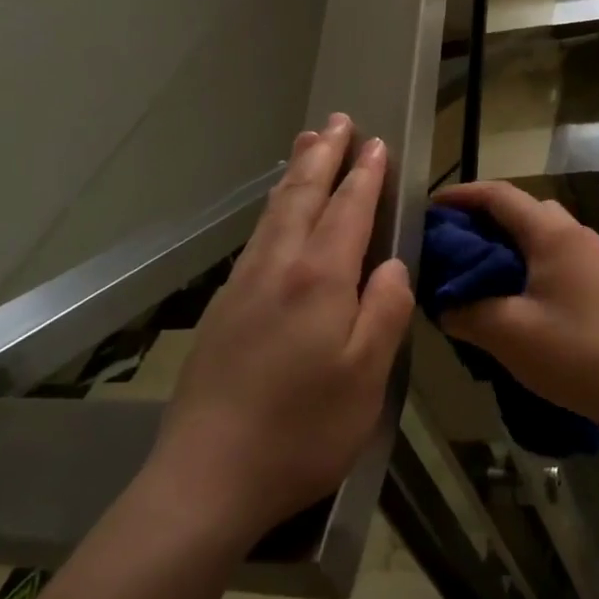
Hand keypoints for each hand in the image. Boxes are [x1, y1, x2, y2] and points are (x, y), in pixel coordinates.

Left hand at [153, 115, 414, 541]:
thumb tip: (391, 264)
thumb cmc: (302, 430)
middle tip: (337, 121)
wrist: (207, 477)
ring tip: (306, 144)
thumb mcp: (367, 377)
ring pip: (274, 212)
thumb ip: (385, 310)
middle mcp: (278, 268)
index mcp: (319, 279)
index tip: (376, 143)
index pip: (348, 210)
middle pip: (303, 196)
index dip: (365, 175)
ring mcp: (244, 285)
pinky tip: (276, 214)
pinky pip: (257, 237)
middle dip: (324, 156)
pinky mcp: (223, 308)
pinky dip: (274, 208)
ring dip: (295, 173)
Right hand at [432, 180, 598, 435]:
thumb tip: (443, 304)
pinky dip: (529, 259)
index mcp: (553, 234)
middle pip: (523, 208)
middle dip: (484, 217)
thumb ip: (466, 312)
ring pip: (542, 231)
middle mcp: (576, 234)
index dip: (462, 196)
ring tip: (479, 268)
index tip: (431, 208)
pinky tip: (515, 292)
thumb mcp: (507, 334)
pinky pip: (557, 253)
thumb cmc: (574, 354)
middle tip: (452, 241)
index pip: (500, 196)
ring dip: (508, 240)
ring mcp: (595, 256)